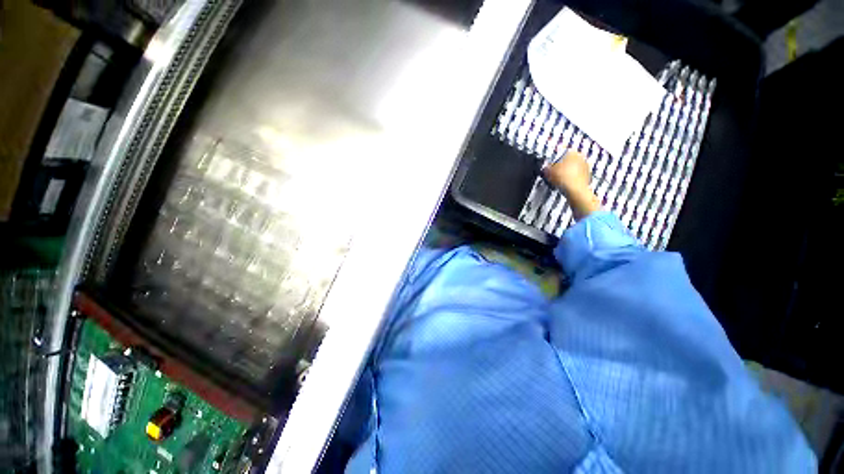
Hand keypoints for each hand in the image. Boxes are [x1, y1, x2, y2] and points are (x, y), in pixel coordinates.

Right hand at [544, 150, 600, 219]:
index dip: (554, 161)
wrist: (575, 190)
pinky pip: (576, 177)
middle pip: (568, 161)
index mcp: (572, 152)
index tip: (550, 167)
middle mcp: (581, 157)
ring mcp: (586, 167)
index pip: (561, 154)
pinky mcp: (588, 177)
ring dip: (566, 174)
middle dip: (561, 167)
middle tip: (553, 174)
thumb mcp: (548, 171)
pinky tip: (565, 185)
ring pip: (572, 169)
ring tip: (558, 181)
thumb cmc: (564, 178)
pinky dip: (571, 180)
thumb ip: (546, 168)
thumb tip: (545, 167)